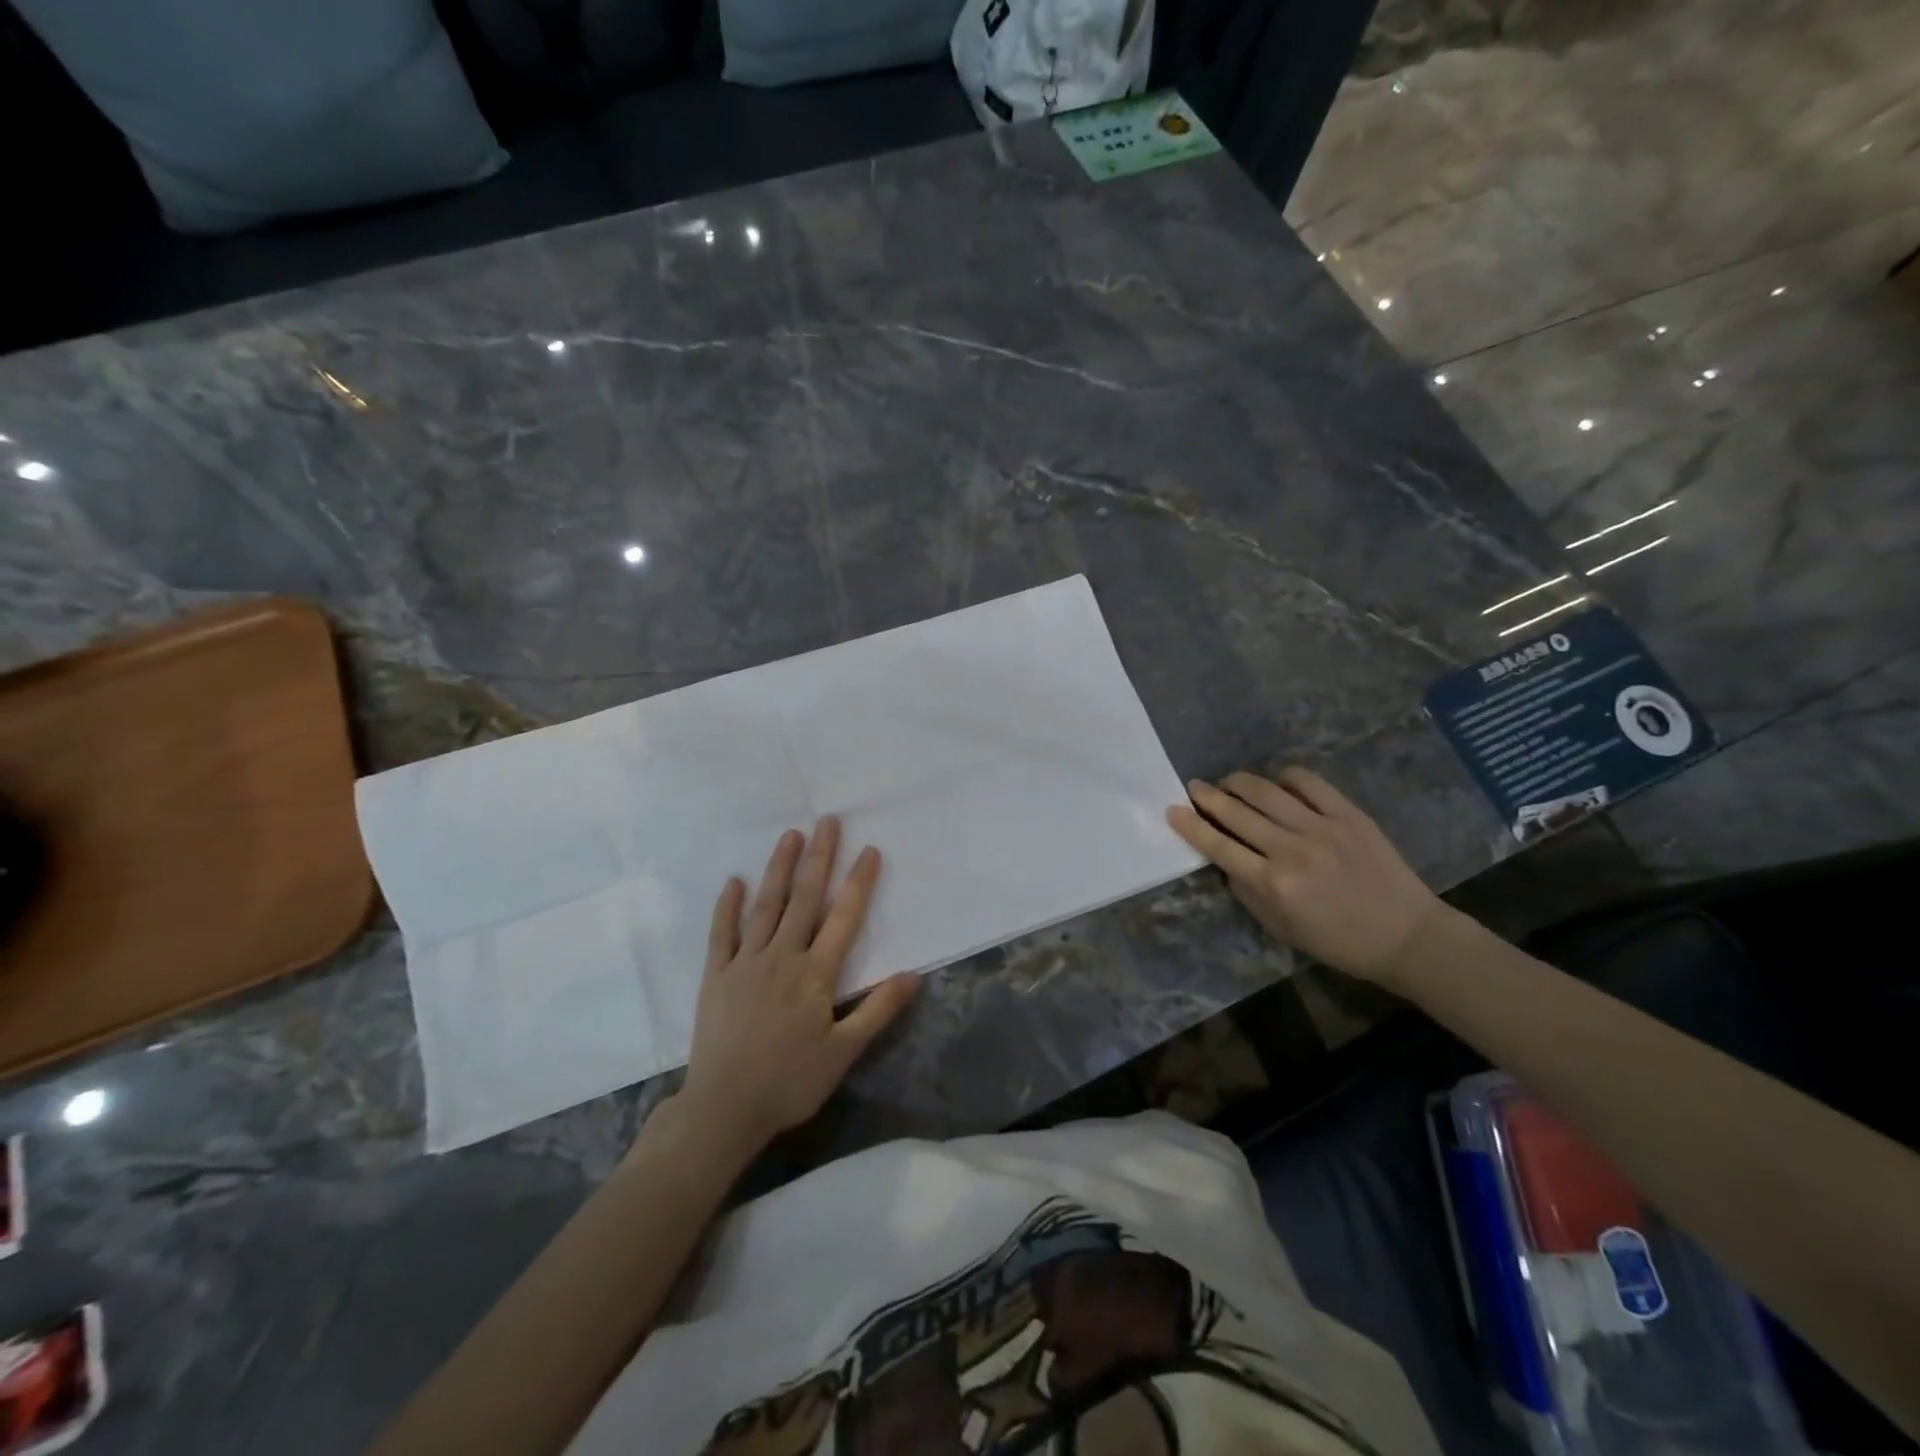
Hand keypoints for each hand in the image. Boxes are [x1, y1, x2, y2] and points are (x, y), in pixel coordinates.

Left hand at [679, 817, 917, 1155]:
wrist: (724, 1107)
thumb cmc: (790, 1081)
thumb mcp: (844, 1052)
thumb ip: (878, 1010)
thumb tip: (913, 974)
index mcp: (815, 973)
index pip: (844, 918)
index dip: (859, 883)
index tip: (869, 850)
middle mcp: (782, 956)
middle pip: (804, 898)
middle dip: (819, 858)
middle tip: (827, 822)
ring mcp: (745, 962)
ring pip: (766, 906)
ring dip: (779, 868)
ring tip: (790, 835)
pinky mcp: (715, 975)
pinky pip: (722, 933)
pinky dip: (728, 906)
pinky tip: (735, 881)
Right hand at [1167, 768, 1445, 986]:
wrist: (1406, 935)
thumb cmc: (1337, 941)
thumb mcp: (1280, 927)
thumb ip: (1247, 892)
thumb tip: (1227, 860)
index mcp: (1272, 884)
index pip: (1218, 846)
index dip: (1190, 825)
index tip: (1173, 810)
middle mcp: (1291, 850)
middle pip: (1236, 812)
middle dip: (1207, 797)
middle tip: (1193, 787)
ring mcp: (1321, 828)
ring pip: (1266, 791)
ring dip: (1239, 782)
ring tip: (1228, 782)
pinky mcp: (1349, 814)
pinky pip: (1308, 783)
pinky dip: (1285, 777)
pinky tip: (1277, 783)